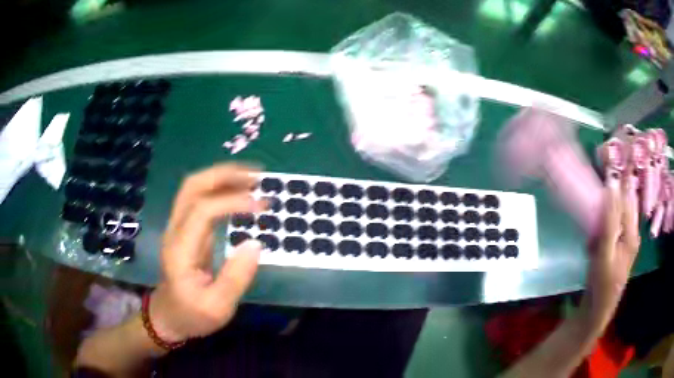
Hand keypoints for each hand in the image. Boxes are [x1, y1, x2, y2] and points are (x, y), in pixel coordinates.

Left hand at [149, 164, 266, 341]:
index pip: (203, 210)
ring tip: (252, 179)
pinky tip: (239, 193)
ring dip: (222, 177)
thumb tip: (256, 243)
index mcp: (180, 249)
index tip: (261, 206)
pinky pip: (200, 199)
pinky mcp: (184, 230)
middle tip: (257, 176)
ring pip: (194, 188)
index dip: (232, 201)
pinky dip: (220, 189)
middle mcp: (175, 230)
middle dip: (224, 174)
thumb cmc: (192, 314)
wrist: (168, 317)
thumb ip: (235, 278)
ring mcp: (177, 227)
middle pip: (192, 187)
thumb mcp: (217, 307)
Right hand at [580, 171, 640, 333]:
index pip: (628, 194)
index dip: (620, 173)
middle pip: (624, 200)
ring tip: (596, 207)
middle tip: (598, 176)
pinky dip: (602, 221)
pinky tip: (594, 233)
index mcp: (632, 232)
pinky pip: (611, 224)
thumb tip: (611, 184)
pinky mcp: (615, 247)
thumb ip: (608, 220)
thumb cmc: (601, 285)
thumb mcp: (604, 253)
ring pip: (617, 211)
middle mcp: (631, 232)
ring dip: (606, 204)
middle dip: (612, 187)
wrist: (595, 312)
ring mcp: (624, 240)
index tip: (607, 153)